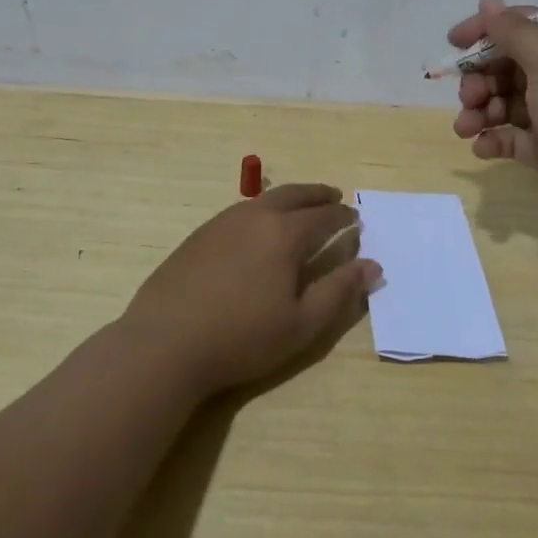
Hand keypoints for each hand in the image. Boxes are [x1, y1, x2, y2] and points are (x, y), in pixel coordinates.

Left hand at [123, 184, 380, 396]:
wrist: (165, 342)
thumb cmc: (242, 337)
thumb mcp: (302, 324)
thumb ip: (339, 291)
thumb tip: (372, 264)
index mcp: (284, 234)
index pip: (323, 216)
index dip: (343, 216)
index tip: (356, 218)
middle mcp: (255, 217)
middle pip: (294, 195)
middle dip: (318, 194)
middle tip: (335, 196)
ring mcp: (222, 222)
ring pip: (264, 199)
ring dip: (289, 198)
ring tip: (301, 208)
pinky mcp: (199, 235)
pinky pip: (241, 211)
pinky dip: (262, 210)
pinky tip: (259, 228)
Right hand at [448, 0, 537, 236]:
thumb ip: (514, 32)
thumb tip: (488, 1)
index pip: (520, 28)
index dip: (486, 32)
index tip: (453, 43)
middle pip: (508, 68)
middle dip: (480, 79)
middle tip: (468, 97)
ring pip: (506, 104)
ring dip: (481, 112)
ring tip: (465, 128)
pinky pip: (513, 139)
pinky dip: (493, 140)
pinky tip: (481, 148)